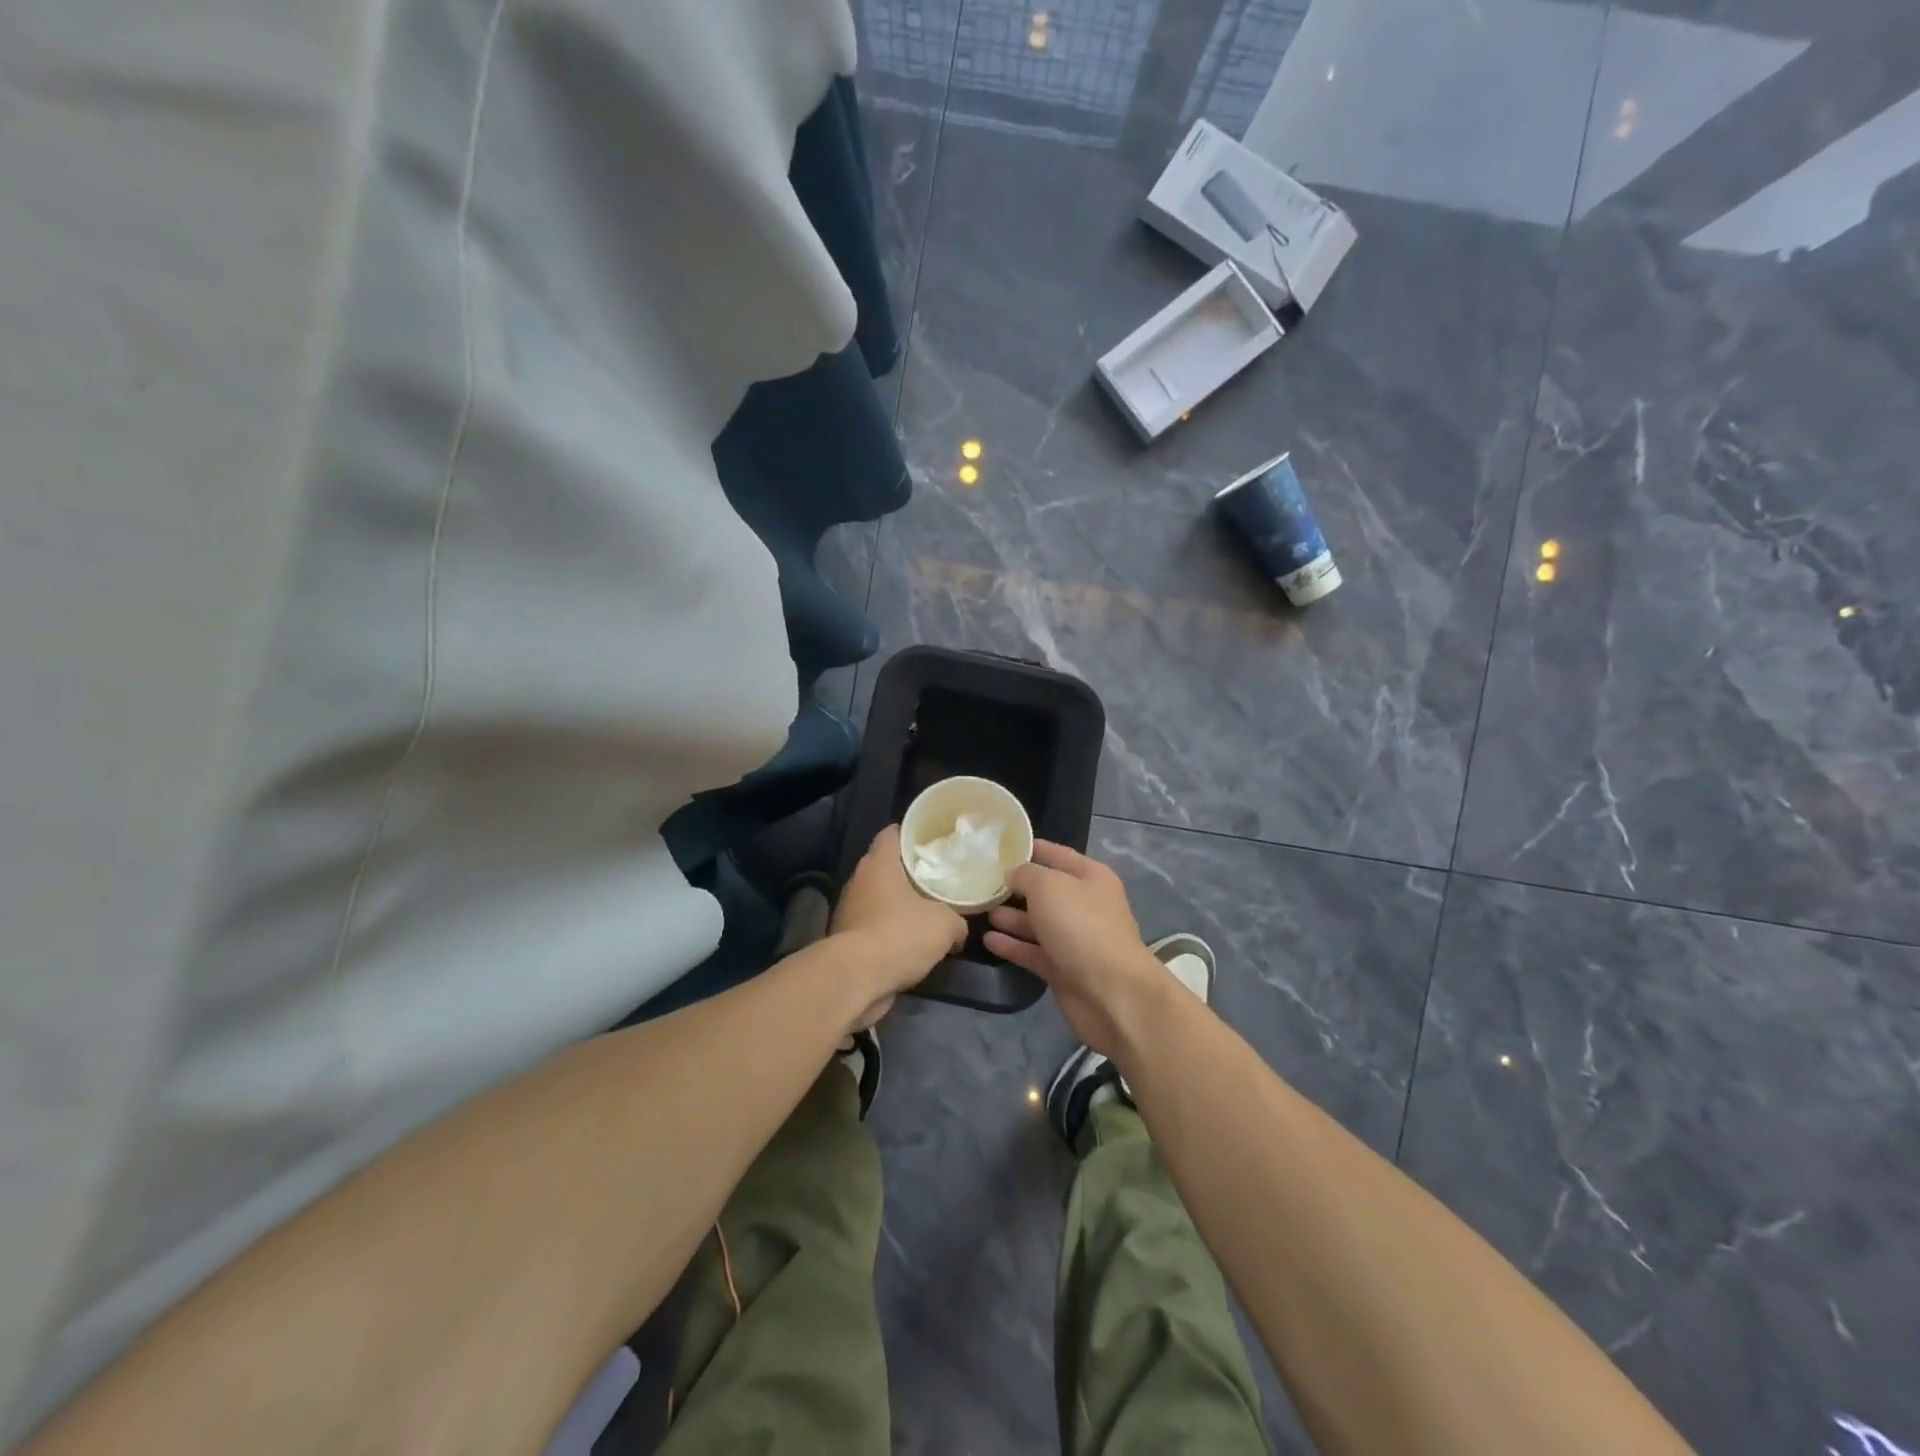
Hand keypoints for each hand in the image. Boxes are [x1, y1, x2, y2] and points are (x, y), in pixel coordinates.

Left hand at [830, 825, 967, 1027]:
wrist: (856, 979)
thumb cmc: (900, 935)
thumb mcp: (945, 925)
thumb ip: (956, 921)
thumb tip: (958, 930)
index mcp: (879, 863)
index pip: (892, 834)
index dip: (912, 835)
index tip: (932, 843)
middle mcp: (858, 880)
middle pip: (885, 867)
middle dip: (908, 874)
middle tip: (937, 880)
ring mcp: (848, 910)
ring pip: (878, 899)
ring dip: (898, 906)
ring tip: (927, 914)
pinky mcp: (844, 939)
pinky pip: (872, 926)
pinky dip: (888, 932)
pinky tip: (909, 945)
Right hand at [983, 841, 1165, 1056]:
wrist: (1111, 993)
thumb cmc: (1081, 926)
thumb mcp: (1048, 886)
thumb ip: (1026, 874)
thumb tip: (1013, 875)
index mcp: (1089, 877)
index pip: (1056, 854)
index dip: (1029, 848)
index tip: (997, 847)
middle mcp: (1084, 905)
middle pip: (1045, 890)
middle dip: (1015, 886)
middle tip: (980, 882)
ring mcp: (1074, 939)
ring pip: (1037, 922)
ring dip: (1011, 917)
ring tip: (981, 909)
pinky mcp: (1063, 969)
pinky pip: (1033, 951)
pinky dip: (1012, 945)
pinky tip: (988, 940)